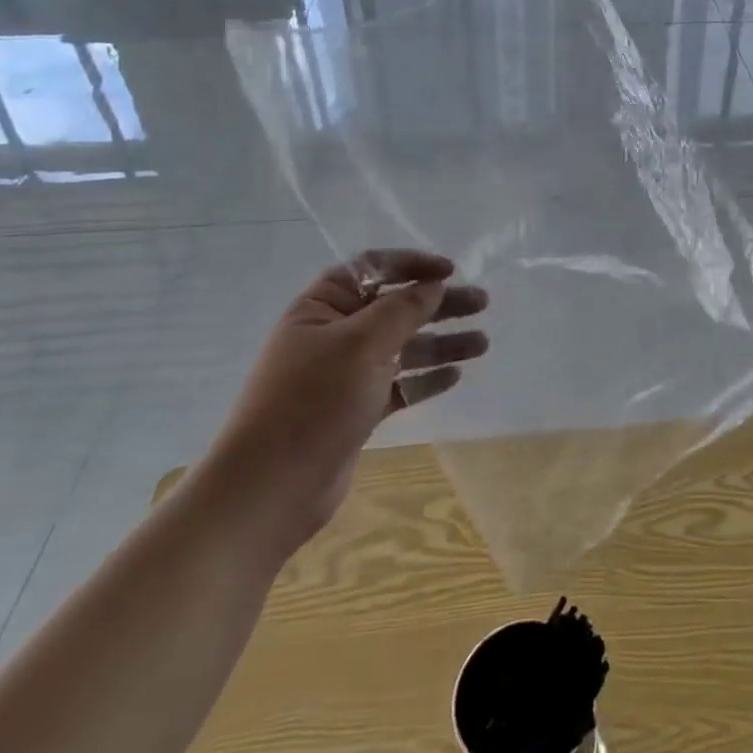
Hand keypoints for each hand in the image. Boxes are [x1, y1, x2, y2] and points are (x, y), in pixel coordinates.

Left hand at [204, 249, 487, 556]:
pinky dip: (425, 379)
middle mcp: (334, 334)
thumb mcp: (363, 343)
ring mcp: (345, 374)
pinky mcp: (355, 410)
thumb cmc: (314, 400)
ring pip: (402, 348)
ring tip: (482, 344)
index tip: (451, 270)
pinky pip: (398, 384)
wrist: (270, 488)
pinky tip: (455, 376)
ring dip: (441, 343)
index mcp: (323, 307)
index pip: (372, 268)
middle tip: (482, 303)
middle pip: (395, 307)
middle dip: (439, 304)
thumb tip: (433, 284)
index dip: (412, 264)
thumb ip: (404, 309)